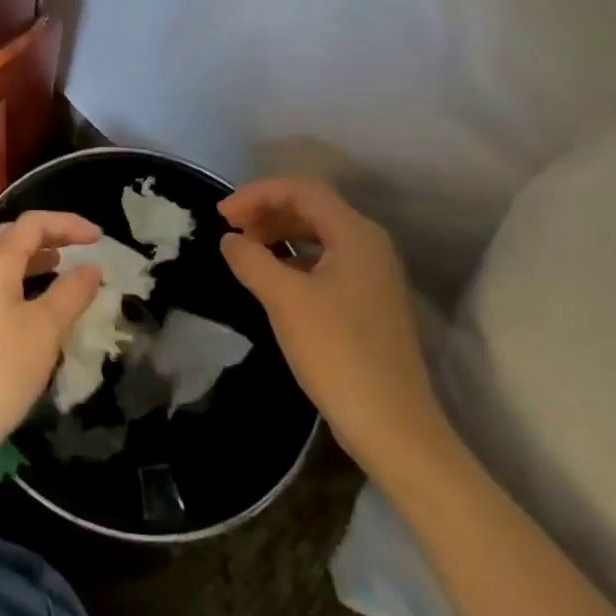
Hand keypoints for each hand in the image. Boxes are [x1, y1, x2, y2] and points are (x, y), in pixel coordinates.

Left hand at [0, 211, 104, 477]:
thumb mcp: (44, 330)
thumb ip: (71, 293)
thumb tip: (92, 267)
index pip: (32, 224)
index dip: (68, 223)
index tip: (100, 238)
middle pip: (14, 239)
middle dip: (51, 237)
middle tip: (83, 249)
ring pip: (4, 267)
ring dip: (36, 263)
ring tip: (66, 274)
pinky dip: (23, 288)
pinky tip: (39, 312)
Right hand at [219, 178, 449, 479]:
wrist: (393, 426)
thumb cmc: (338, 352)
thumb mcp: (285, 300)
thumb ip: (252, 259)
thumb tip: (231, 240)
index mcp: (356, 234)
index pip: (302, 189)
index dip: (257, 193)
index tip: (222, 215)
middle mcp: (369, 245)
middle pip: (312, 207)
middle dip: (267, 210)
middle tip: (231, 229)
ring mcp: (372, 275)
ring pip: (318, 234)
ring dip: (279, 233)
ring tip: (246, 250)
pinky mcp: (368, 302)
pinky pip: (325, 261)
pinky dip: (294, 259)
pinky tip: (272, 277)